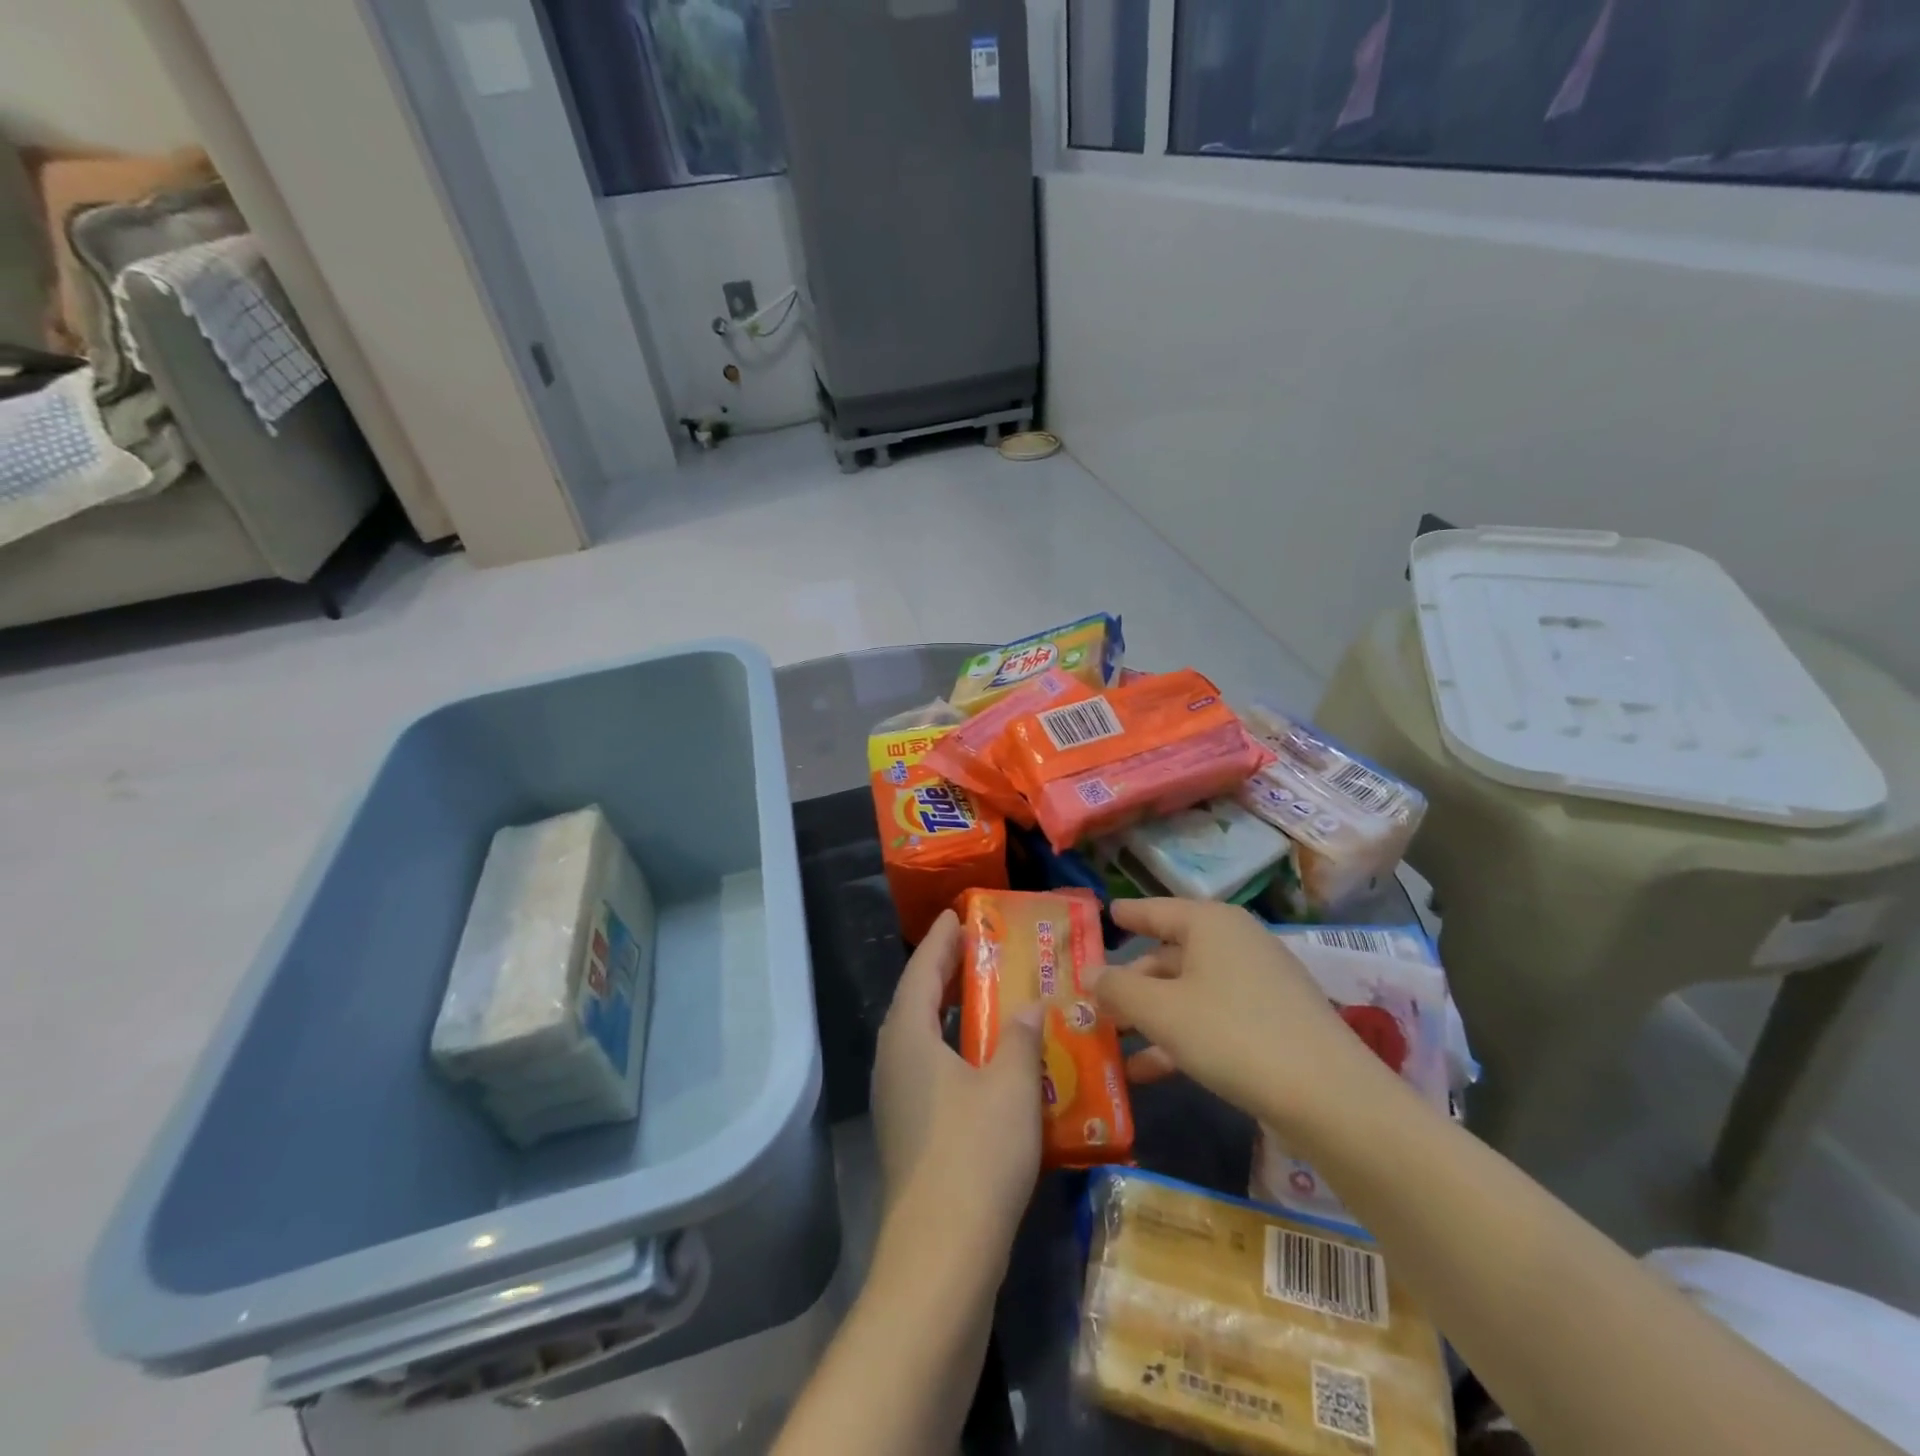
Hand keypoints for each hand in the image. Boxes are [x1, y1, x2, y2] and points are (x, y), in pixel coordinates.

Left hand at [871, 910, 1044, 1246]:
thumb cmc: (976, 1155)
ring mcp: (896, 1099)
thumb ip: (1019, 1037)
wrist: (941, 1258)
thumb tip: (1029, 1005)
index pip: (921, 969)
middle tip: (980, 949)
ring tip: (986, 996)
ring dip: (951, 1012)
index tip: (958, 914)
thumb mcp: (1010, 1085)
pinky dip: (954, 1049)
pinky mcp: (908, 1131)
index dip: (941, 939)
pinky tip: (986, 1061)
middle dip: (946, 971)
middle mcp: (893, 1060)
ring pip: (922, 1037)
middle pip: (916, 1000)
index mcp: (908, 1036)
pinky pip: (929, 1068)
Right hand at [1093, 899, 1382, 1135]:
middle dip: (1131, 982)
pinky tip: (1149, 1071)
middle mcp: (1235, 942)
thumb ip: (1117, 989)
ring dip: (1151, 1017)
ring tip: (1112, 1042)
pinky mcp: (1273, 1021)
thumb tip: (1088, 972)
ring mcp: (1258, 982)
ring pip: (1188, 991)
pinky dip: (1180, 1037)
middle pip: (1169, 954)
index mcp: (1209, 923)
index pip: (1155, 909)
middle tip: (1094, 1002)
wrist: (1328, 1097)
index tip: (1100, 917)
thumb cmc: (1232, 1034)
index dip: (1125, 916)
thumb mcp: (1161, 1011)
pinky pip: (1212, 1017)